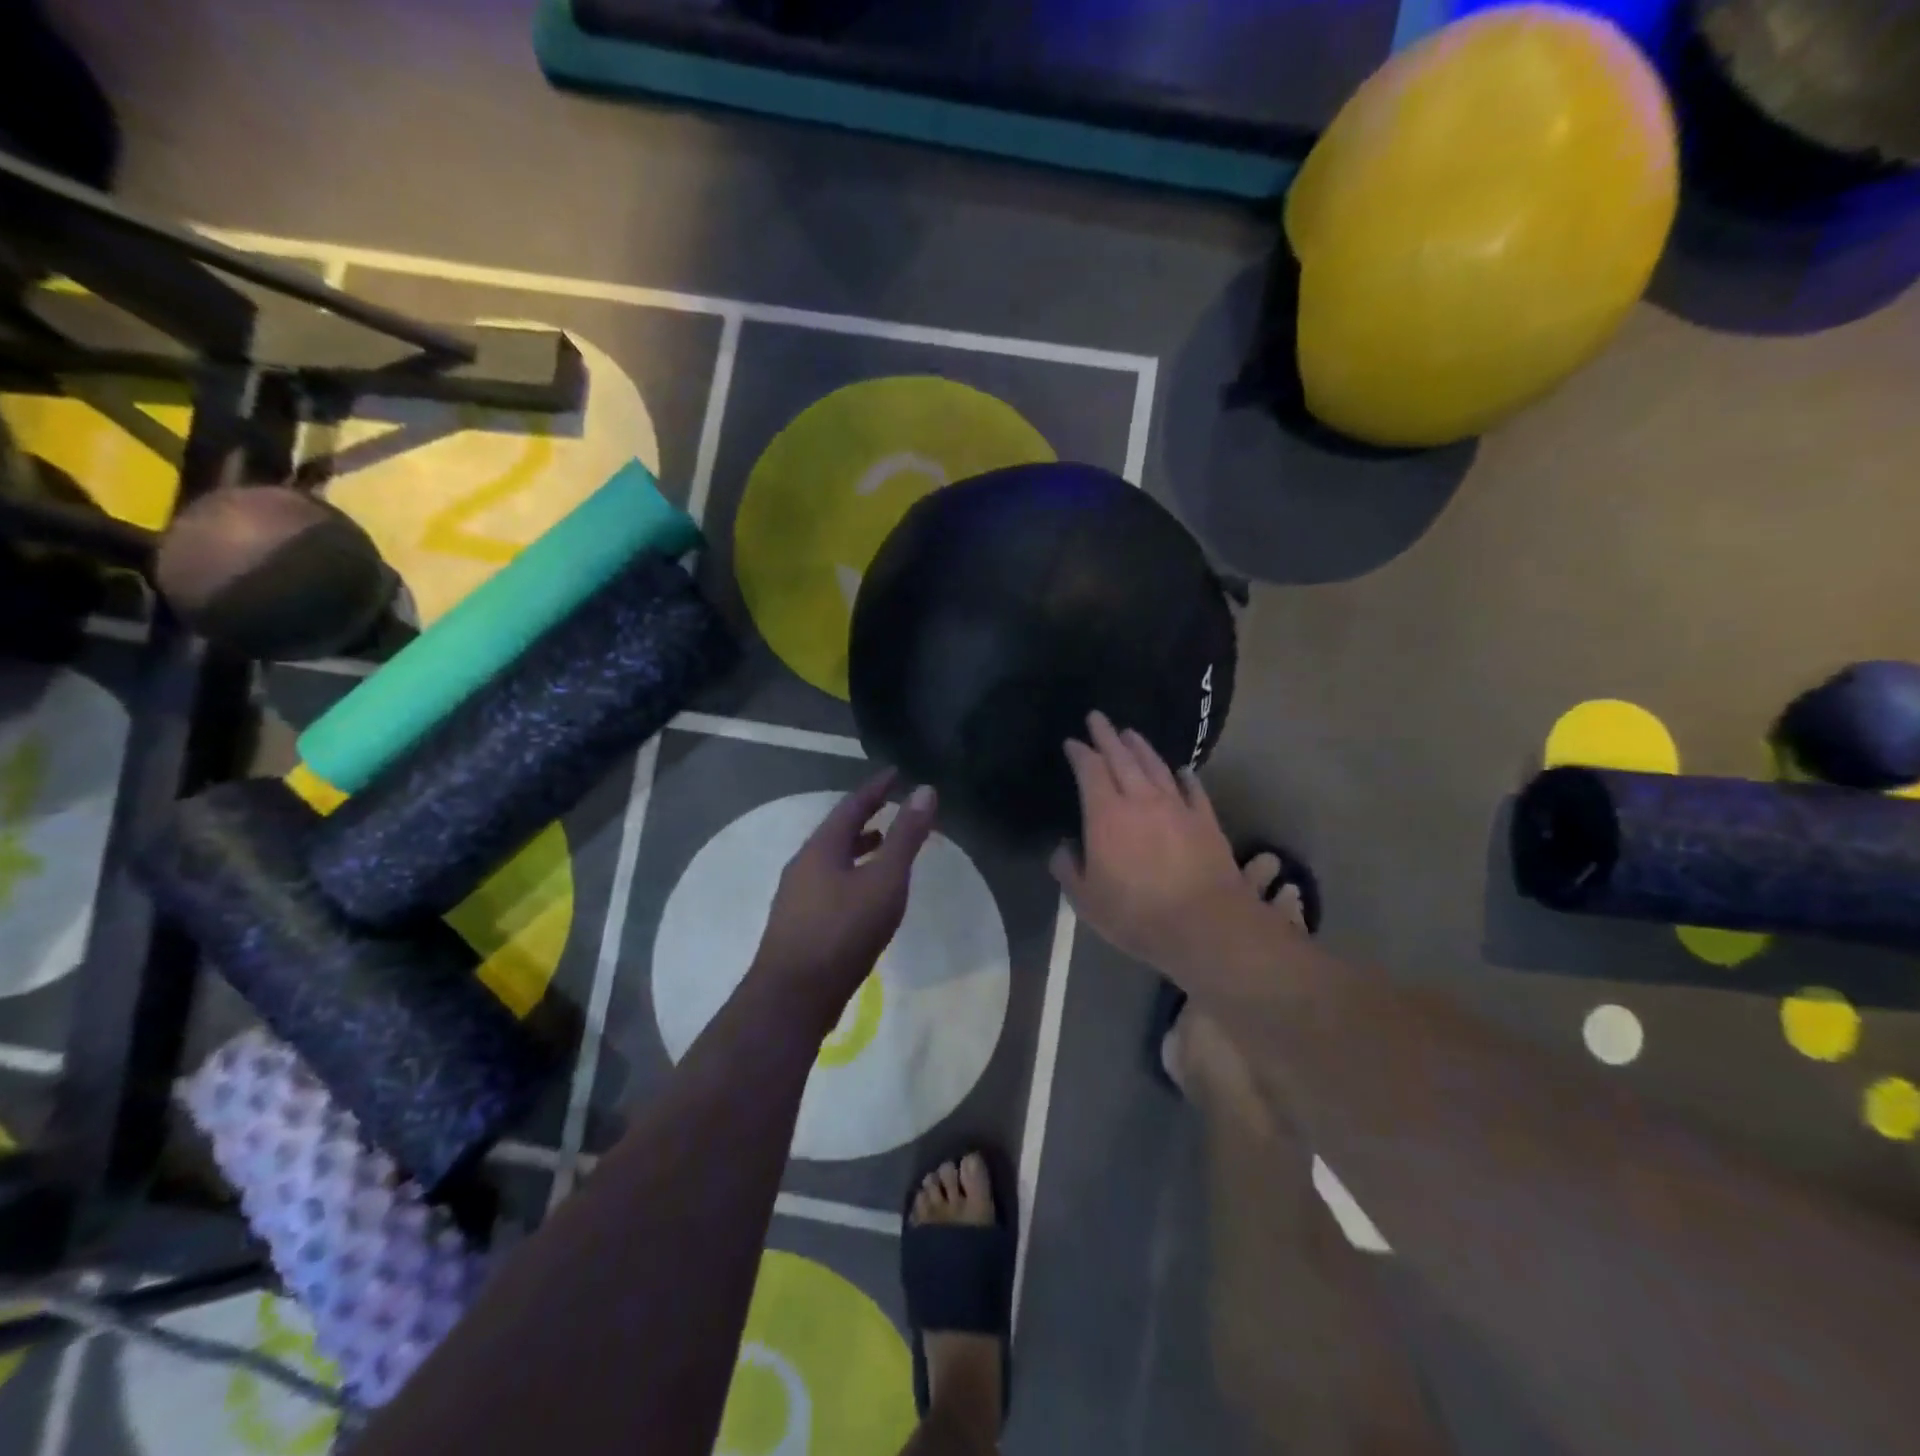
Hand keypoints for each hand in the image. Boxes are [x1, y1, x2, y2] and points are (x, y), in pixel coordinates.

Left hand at [753, 770, 937, 1018]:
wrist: (793, 997)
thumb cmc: (843, 932)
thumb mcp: (884, 881)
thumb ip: (906, 837)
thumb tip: (924, 790)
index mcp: (821, 848)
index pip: (852, 805)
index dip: (876, 788)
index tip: (895, 772)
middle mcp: (803, 864)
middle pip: (838, 830)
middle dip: (866, 816)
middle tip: (891, 806)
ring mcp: (796, 895)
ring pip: (832, 859)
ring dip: (858, 847)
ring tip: (882, 845)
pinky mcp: (798, 923)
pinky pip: (828, 883)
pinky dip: (851, 874)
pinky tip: (865, 895)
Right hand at [1049, 712, 1252, 978]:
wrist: (1205, 925)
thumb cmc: (1136, 914)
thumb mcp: (1086, 900)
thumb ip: (1069, 869)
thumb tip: (1063, 849)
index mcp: (1106, 814)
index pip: (1090, 770)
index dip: (1079, 753)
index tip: (1072, 742)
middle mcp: (1141, 799)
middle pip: (1122, 757)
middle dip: (1107, 735)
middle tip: (1098, 717)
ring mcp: (1177, 807)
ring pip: (1156, 766)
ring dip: (1141, 747)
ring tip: (1131, 733)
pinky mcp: (1205, 820)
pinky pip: (1193, 789)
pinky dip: (1184, 776)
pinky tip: (1181, 770)